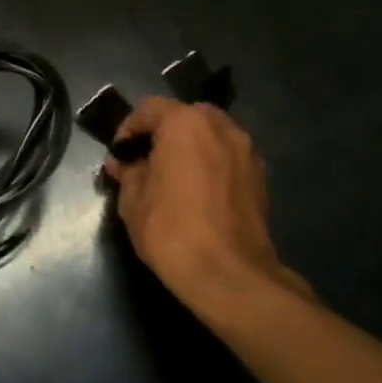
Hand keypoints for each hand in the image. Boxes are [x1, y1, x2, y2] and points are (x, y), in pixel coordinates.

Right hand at [104, 99, 306, 321]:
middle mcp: (221, 126)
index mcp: (185, 123)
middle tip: (147, 161)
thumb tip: (122, 164)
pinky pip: (229, 157)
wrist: (229, 274)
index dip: (129, 128)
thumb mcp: (133, 201)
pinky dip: (212, 164)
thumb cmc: (171, 230)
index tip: (120, 154)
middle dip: (164, 133)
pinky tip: (199, 193)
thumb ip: (128, 174)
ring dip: (191, 147)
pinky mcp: (261, 176)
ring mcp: (247, 150)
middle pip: (186, 116)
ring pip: (212, 135)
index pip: (150, 108)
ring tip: (175, 177)